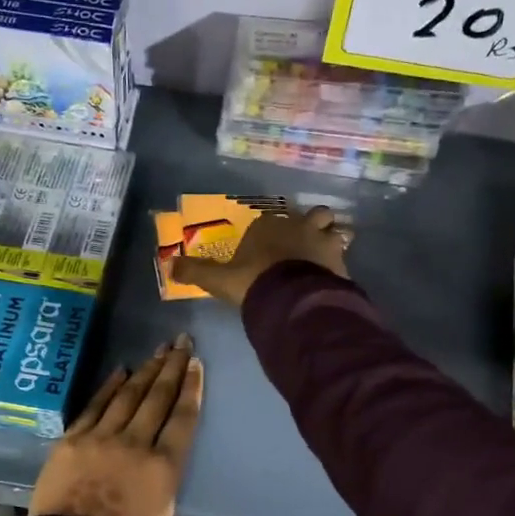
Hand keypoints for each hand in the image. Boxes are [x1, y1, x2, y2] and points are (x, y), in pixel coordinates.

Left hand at [29, 336, 204, 515]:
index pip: (183, 418)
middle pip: (158, 397)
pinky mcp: (74, 439)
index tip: (196, 364)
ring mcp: (103, 437)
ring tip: (158, 350)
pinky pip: (95, 405)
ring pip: (129, 395)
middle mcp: (137, 443)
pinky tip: (121, 370)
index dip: (192, 388)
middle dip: (172, 367)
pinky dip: (109, 386)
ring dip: (146, 371)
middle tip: (182, 342)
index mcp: (165, 467)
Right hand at [169, 205, 350, 306]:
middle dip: (312, 225)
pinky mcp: (340, 262)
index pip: (272, 218)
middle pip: (314, 215)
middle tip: (305, 244)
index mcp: (269, 224)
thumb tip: (170, 266)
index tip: (268, 247)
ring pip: (335, 231)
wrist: (292, 300)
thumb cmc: (253, 282)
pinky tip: (333, 280)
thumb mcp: (219, 279)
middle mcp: (299, 225)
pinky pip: (344, 258)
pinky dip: (338, 266)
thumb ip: (196, 271)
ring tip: (324, 260)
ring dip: (331, 241)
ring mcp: (323, 241)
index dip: (271, 230)